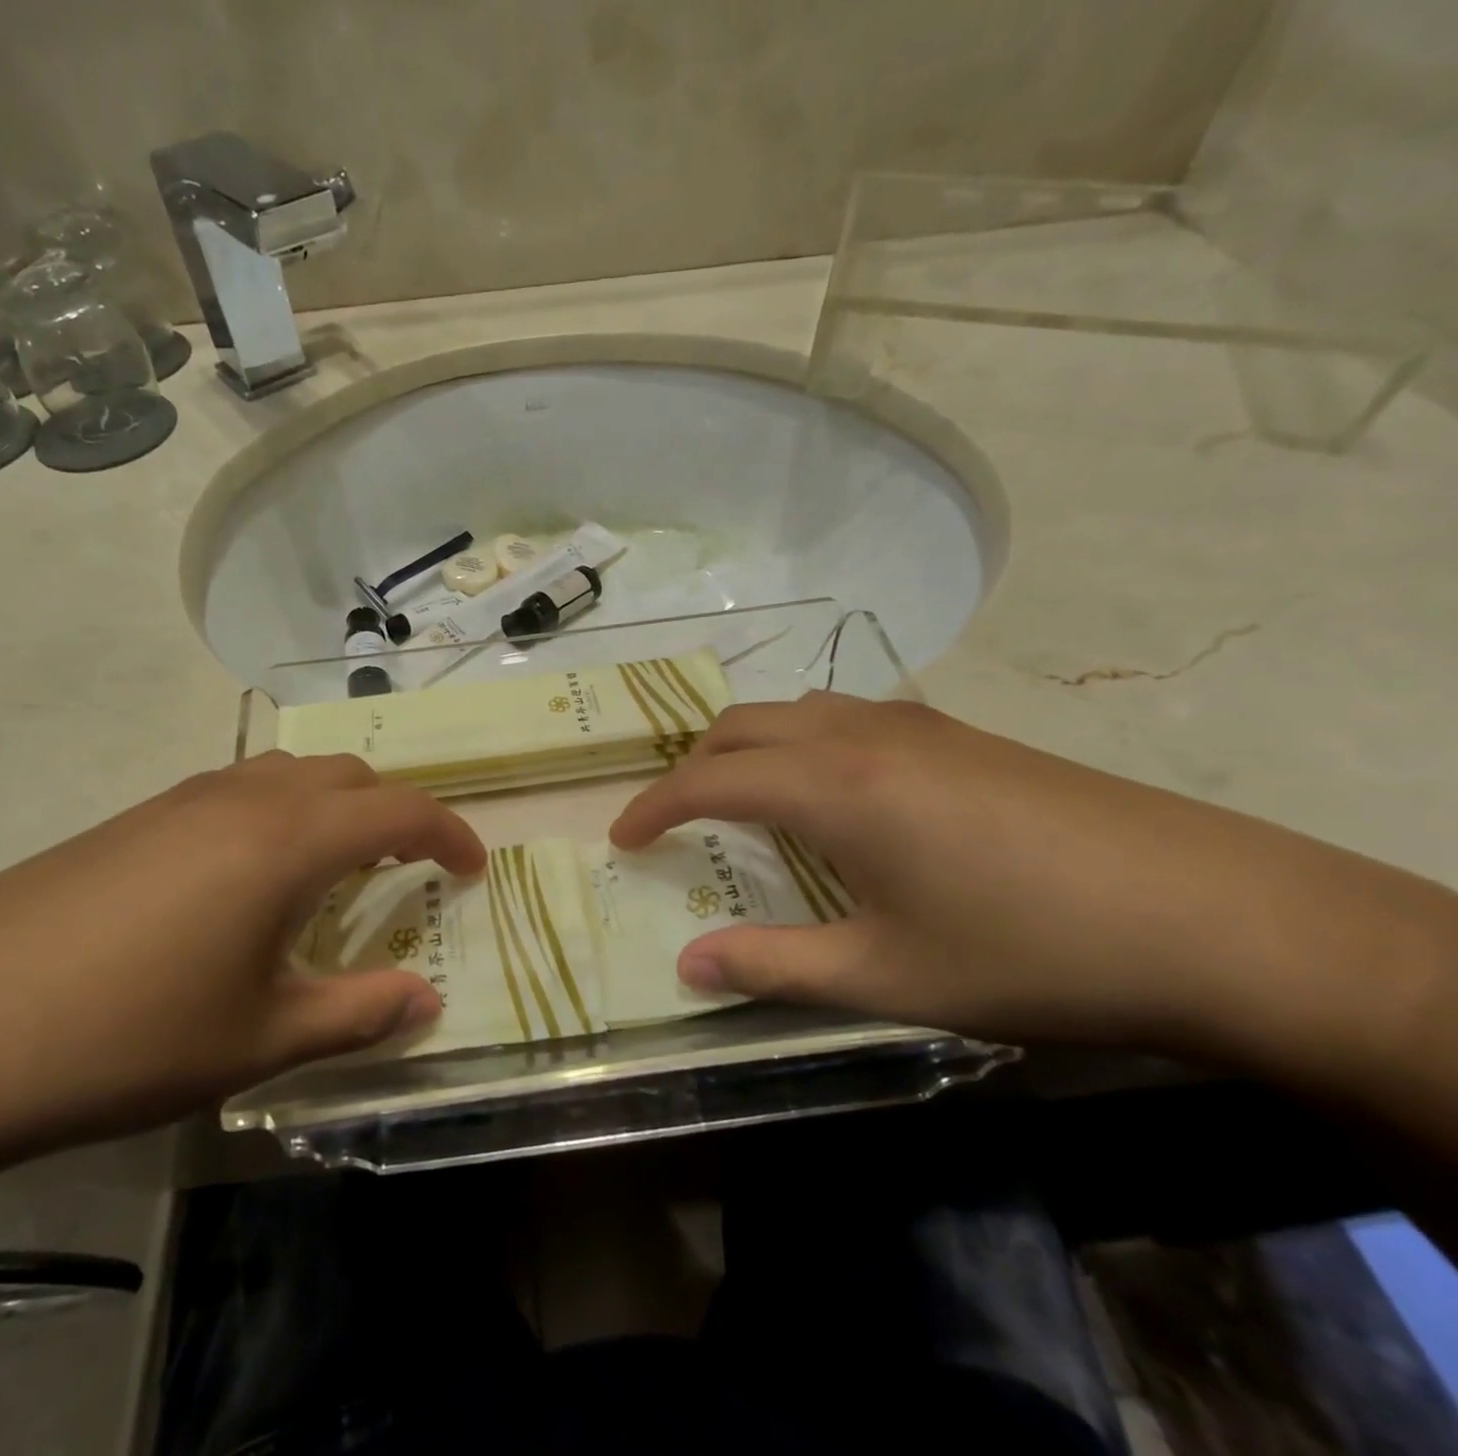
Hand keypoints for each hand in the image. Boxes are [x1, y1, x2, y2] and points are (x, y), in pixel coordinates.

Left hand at [0, 752, 484, 1188]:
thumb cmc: (126, 1037)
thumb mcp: (259, 1039)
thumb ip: (358, 1014)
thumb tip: (427, 1002)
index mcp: (288, 840)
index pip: (401, 811)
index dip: (450, 834)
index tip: (473, 869)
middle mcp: (243, 799)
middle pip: (348, 776)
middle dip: (395, 812)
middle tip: (408, 869)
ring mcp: (181, 800)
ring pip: (291, 774)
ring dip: (335, 807)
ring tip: (336, 868)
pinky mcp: (134, 818)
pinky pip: (237, 791)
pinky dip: (279, 814)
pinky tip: (250, 879)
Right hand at [610, 695, 1450, 1066]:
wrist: (1217, 918)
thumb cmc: (1027, 951)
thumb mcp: (886, 975)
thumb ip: (772, 965)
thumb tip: (686, 967)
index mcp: (830, 786)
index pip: (707, 780)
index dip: (653, 807)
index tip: (622, 838)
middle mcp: (859, 735)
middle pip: (741, 726)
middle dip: (691, 766)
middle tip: (671, 819)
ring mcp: (915, 726)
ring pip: (794, 711)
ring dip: (747, 746)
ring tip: (740, 799)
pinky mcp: (961, 734)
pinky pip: (846, 716)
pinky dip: (802, 741)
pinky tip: (832, 789)